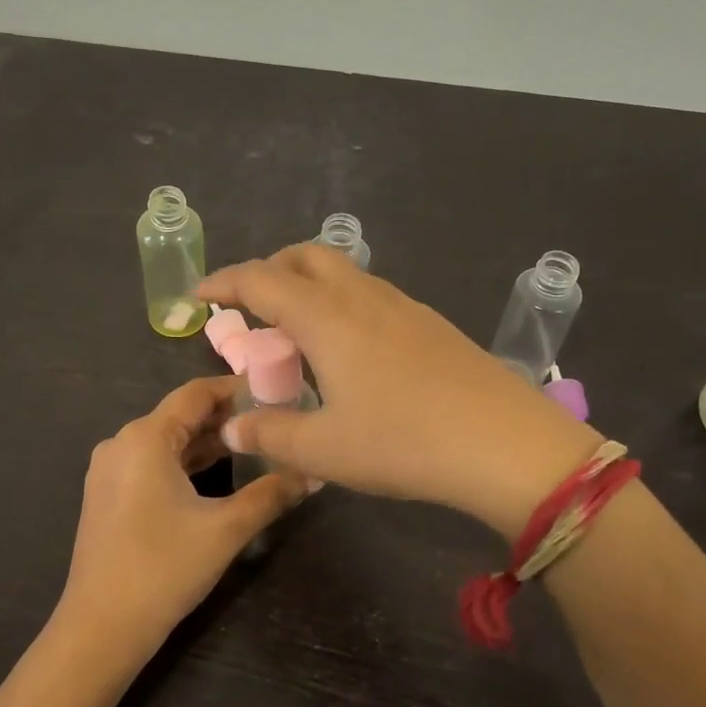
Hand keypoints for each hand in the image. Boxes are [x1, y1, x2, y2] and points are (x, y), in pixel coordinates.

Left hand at [53, 376, 303, 673]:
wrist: (102, 628)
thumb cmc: (164, 569)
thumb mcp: (226, 529)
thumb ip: (273, 494)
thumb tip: (315, 472)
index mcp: (144, 438)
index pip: (196, 393)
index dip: (237, 388)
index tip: (277, 391)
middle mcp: (121, 443)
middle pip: (181, 415)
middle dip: (227, 416)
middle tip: (275, 419)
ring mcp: (110, 470)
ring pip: (168, 441)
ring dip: (208, 441)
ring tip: (256, 443)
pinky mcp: (109, 495)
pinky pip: (153, 463)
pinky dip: (186, 463)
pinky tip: (220, 473)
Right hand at [199, 245, 601, 535]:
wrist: (504, 443)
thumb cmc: (403, 442)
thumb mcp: (323, 450)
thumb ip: (270, 434)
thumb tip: (232, 426)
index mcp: (326, 318)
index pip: (262, 280)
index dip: (225, 282)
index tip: (201, 294)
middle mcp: (362, 298)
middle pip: (307, 256)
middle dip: (270, 270)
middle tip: (252, 306)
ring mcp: (403, 306)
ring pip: (344, 273)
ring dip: (310, 287)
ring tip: (298, 333)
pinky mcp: (431, 324)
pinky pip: (372, 295)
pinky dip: (343, 304)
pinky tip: (351, 351)